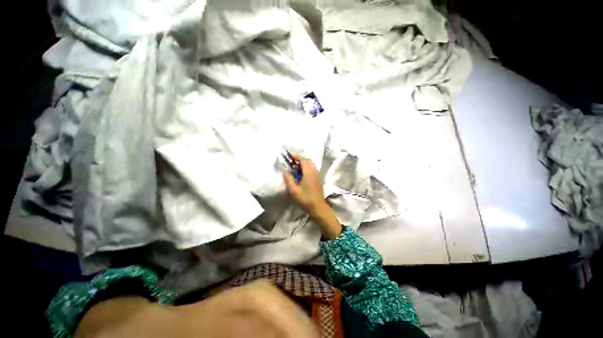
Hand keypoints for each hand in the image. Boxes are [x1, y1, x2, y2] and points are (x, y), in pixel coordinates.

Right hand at [283, 154, 341, 239]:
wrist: (318, 207)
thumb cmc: (305, 199)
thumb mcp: (293, 190)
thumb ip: (288, 179)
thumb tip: (285, 171)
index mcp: (309, 172)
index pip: (302, 159)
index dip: (295, 156)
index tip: (288, 154)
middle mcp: (314, 171)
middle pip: (307, 160)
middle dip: (299, 158)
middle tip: (291, 161)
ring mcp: (317, 175)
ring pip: (310, 164)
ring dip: (303, 163)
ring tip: (294, 166)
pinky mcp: (318, 179)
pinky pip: (312, 169)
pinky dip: (306, 167)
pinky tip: (301, 173)